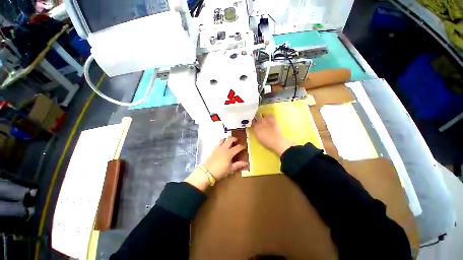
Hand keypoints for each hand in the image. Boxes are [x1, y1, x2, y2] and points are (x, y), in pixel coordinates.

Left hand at [185, 137, 246, 190]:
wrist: (207, 172)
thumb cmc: (220, 171)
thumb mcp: (230, 169)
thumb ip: (238, 165)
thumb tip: (246, 163)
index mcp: (229, 153)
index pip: (238, 147)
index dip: (242, 146)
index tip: (244, 146)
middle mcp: (224, 148)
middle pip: (230, 139)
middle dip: (234, 138)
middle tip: (237, 140)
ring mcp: (218, 148)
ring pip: (223, 139)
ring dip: (227, 139)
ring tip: (229, 142)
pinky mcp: (213, 149)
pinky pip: (218, 143)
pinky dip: (222, 142)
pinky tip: (222, 147)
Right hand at [251, 114, 294, 155]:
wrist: (276, 142)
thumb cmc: (266, 142)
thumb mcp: (257, 137)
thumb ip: (255, 131)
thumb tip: (254, 127)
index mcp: (255, 127)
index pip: (251, 121)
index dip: (252, 121)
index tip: (253, 122)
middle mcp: (259, 122)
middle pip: (256, 116)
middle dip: (256, 118)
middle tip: (258, 120)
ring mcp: (266, 119)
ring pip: (262, 114)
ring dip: (262, 116)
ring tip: (264, 119)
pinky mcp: (273, 119)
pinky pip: (269, 114)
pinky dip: (269, 116)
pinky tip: (270, 119)